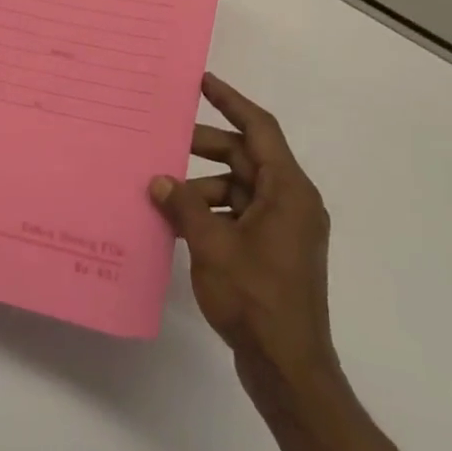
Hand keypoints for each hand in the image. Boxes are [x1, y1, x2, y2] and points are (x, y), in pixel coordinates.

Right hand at [150, 74, 339, 403]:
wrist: (289, 368)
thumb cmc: (256, 298)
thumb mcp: (212, 245)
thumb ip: (184, 206)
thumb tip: (159, 180)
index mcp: (288, 190)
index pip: (260, 128)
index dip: (231, 101)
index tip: (203, 81)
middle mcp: (291, 201)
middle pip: (247, 157)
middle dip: (206, 147)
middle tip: (167, 138)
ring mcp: (284, 229)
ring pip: (240, 188)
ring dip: (204, 185)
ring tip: (164, 190)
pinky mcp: (273, 252)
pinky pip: (240, 214)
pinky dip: (212, 211)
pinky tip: (180, 221)